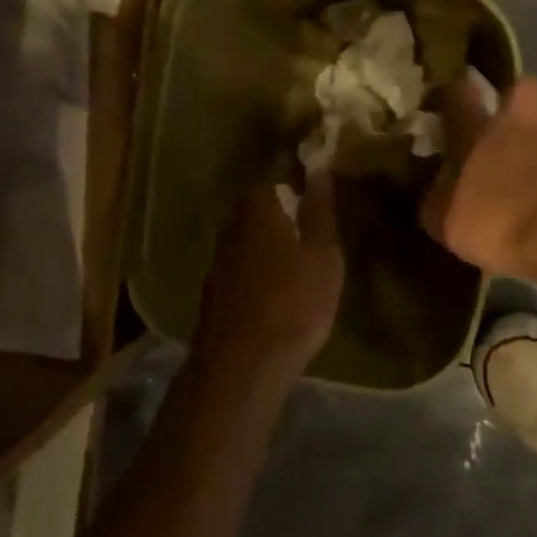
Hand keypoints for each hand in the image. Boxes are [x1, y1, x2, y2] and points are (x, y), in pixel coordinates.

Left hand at [193, 177, 343, 389]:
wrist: (242, 366)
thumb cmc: (294, 301)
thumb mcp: (324, 255)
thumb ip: (321, 211)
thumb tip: (320, 170)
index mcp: (258, 208)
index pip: (276, 179)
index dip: (297, 186)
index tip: (316, 198)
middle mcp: (231, 226)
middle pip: (258, 209)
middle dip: (280, 216)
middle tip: (310, 233)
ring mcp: (217, 261)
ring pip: (247, 241)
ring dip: (267, 247)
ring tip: (295, 265)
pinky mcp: (212, 293)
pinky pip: (240, 269)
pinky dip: (256, 273)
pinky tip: (274, 293)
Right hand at [420, 75, 536, 279]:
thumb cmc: (496, 218)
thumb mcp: (446, 221)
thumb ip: (436, 202)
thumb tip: (434, 194)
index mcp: (478, 131)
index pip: (459, 93)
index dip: (451, 92)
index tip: (444, 101)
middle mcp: (519, 127)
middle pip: (524, 88)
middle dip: (515, 97)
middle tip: (502, 122)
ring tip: (525, 170)